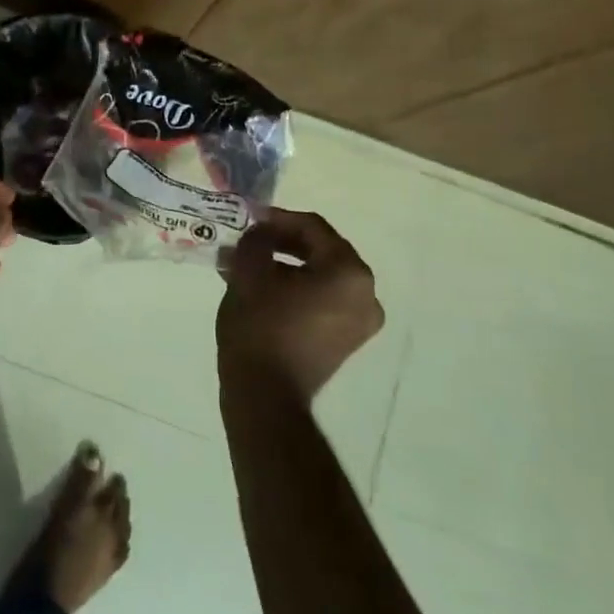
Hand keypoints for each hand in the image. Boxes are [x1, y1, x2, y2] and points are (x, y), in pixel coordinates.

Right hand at [217, 209, 381, 401]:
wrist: (266, 395)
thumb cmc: (260, 327)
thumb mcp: (249, 271)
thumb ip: (256, 239)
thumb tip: (260, 232)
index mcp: (349, 273)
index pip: (313, 228)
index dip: (277, 218)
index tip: (248, 218)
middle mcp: (366, 294)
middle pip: (321, 250)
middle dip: (280, 242)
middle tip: (247, 240)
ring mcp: (360, 321)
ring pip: (319, 276)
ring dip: (284, 265)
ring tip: (247, 264)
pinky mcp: (346, 340)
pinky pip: (322, 299)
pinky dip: (295, 288)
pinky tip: (261, 288)